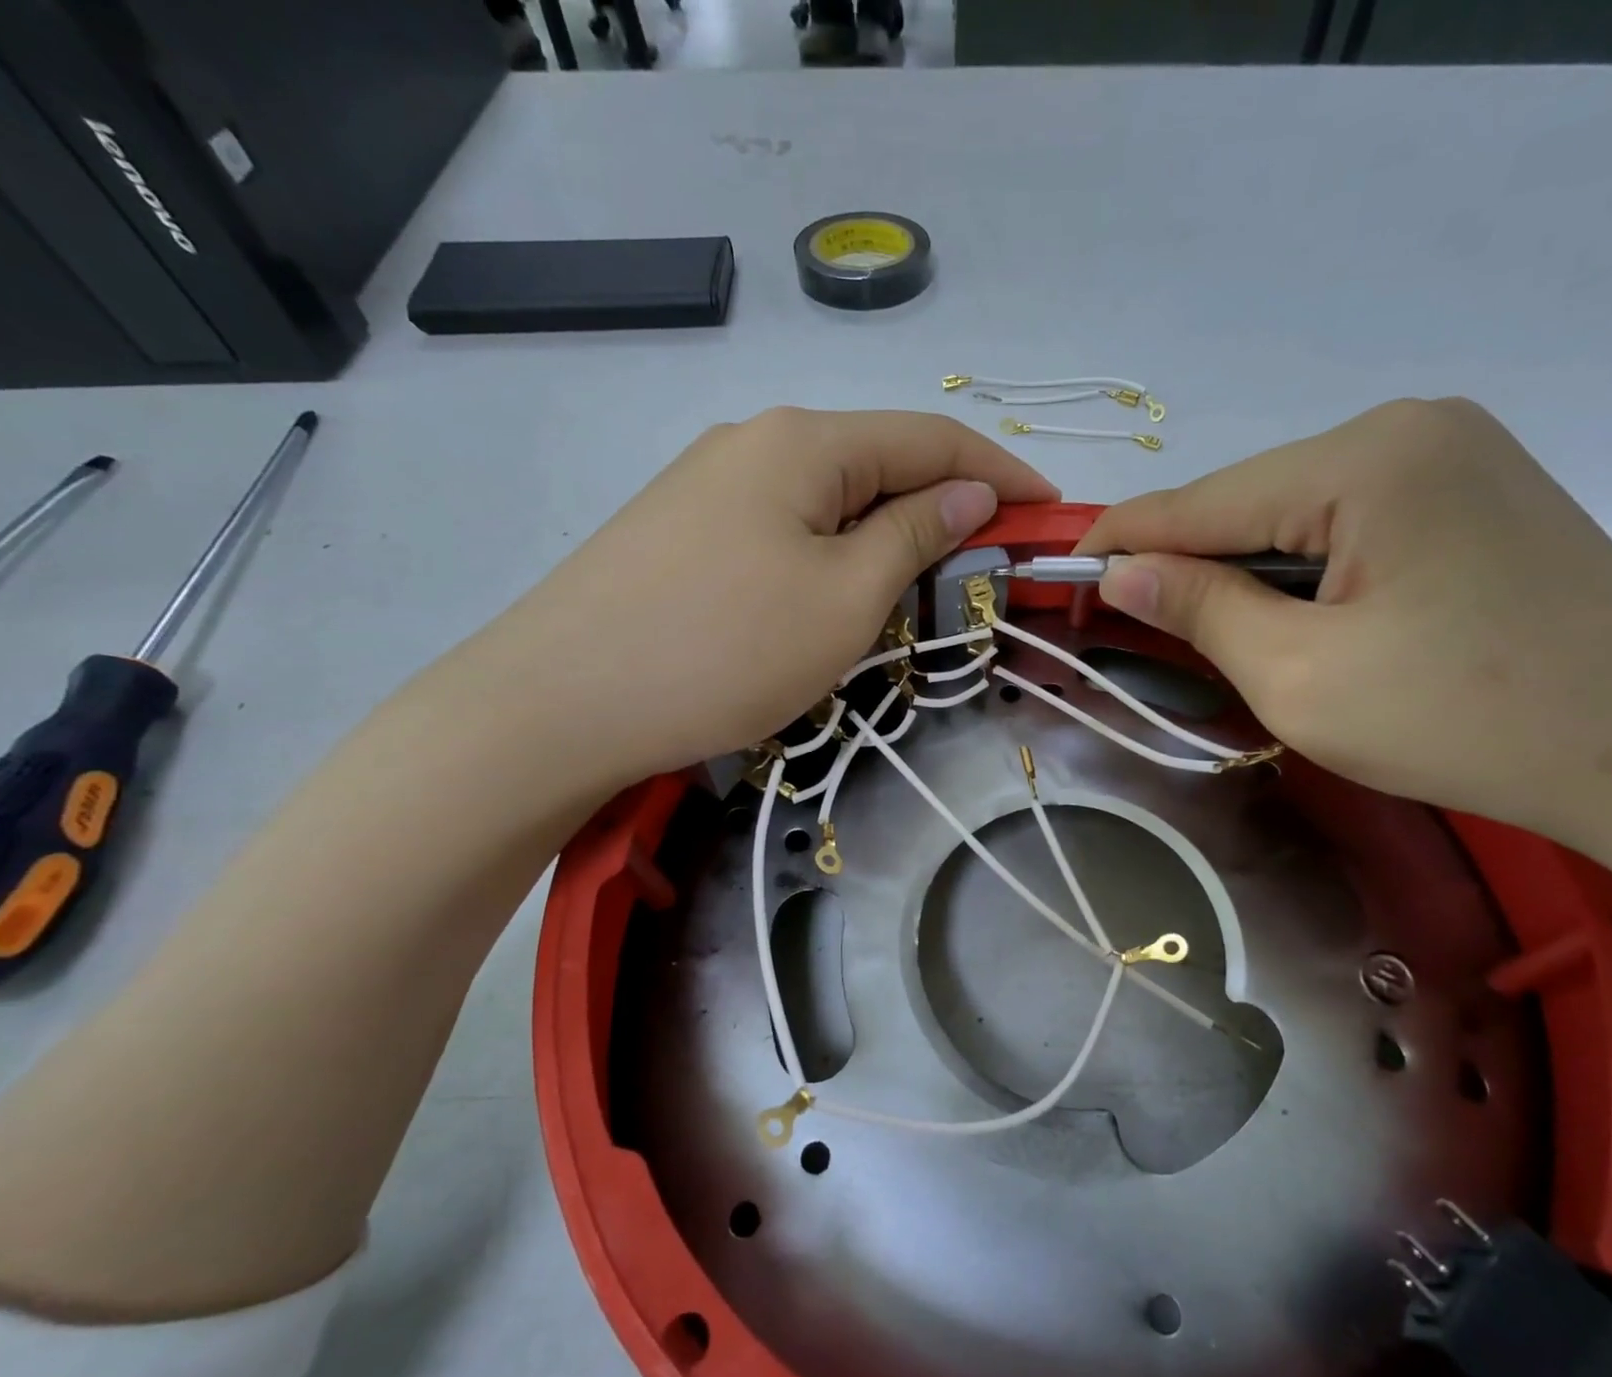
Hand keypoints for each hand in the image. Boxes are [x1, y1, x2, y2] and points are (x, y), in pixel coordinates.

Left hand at [460, 408, 1056, 795]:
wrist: (559, 703)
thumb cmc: (724, 650)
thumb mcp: (845, 598)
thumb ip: (915, 535)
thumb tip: (968, 494)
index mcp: (803, 441)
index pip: (930, 438)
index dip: (1000, 470)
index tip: (1052, 508)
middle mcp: (755, 442)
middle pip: (877, 462)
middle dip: (944, 505)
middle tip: (991, 559)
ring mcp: (709, 486)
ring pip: (829, 500)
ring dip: (887, 534)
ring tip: (923, 585)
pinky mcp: (682, 532)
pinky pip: (785, 529)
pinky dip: (833, 553)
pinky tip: (838, 592)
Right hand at [1080, 398, 1611, 843]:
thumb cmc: (1460, 720)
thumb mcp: (1298, 677)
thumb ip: (1199, 609)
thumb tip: (1118, 570)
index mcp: (1364, 459)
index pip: (1203, 498)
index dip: (1124, 538)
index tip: (1062, 570)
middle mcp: (1408, 427)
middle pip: (1251, 499)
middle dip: (1189, 558)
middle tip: (1133, 617)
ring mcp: (1451, 452)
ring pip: (1297, 510)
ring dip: (1246, 567)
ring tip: (1212, 626)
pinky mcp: (1474, 491)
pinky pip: (1348, 519)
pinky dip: (1302, 566)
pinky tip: (1295, 612)